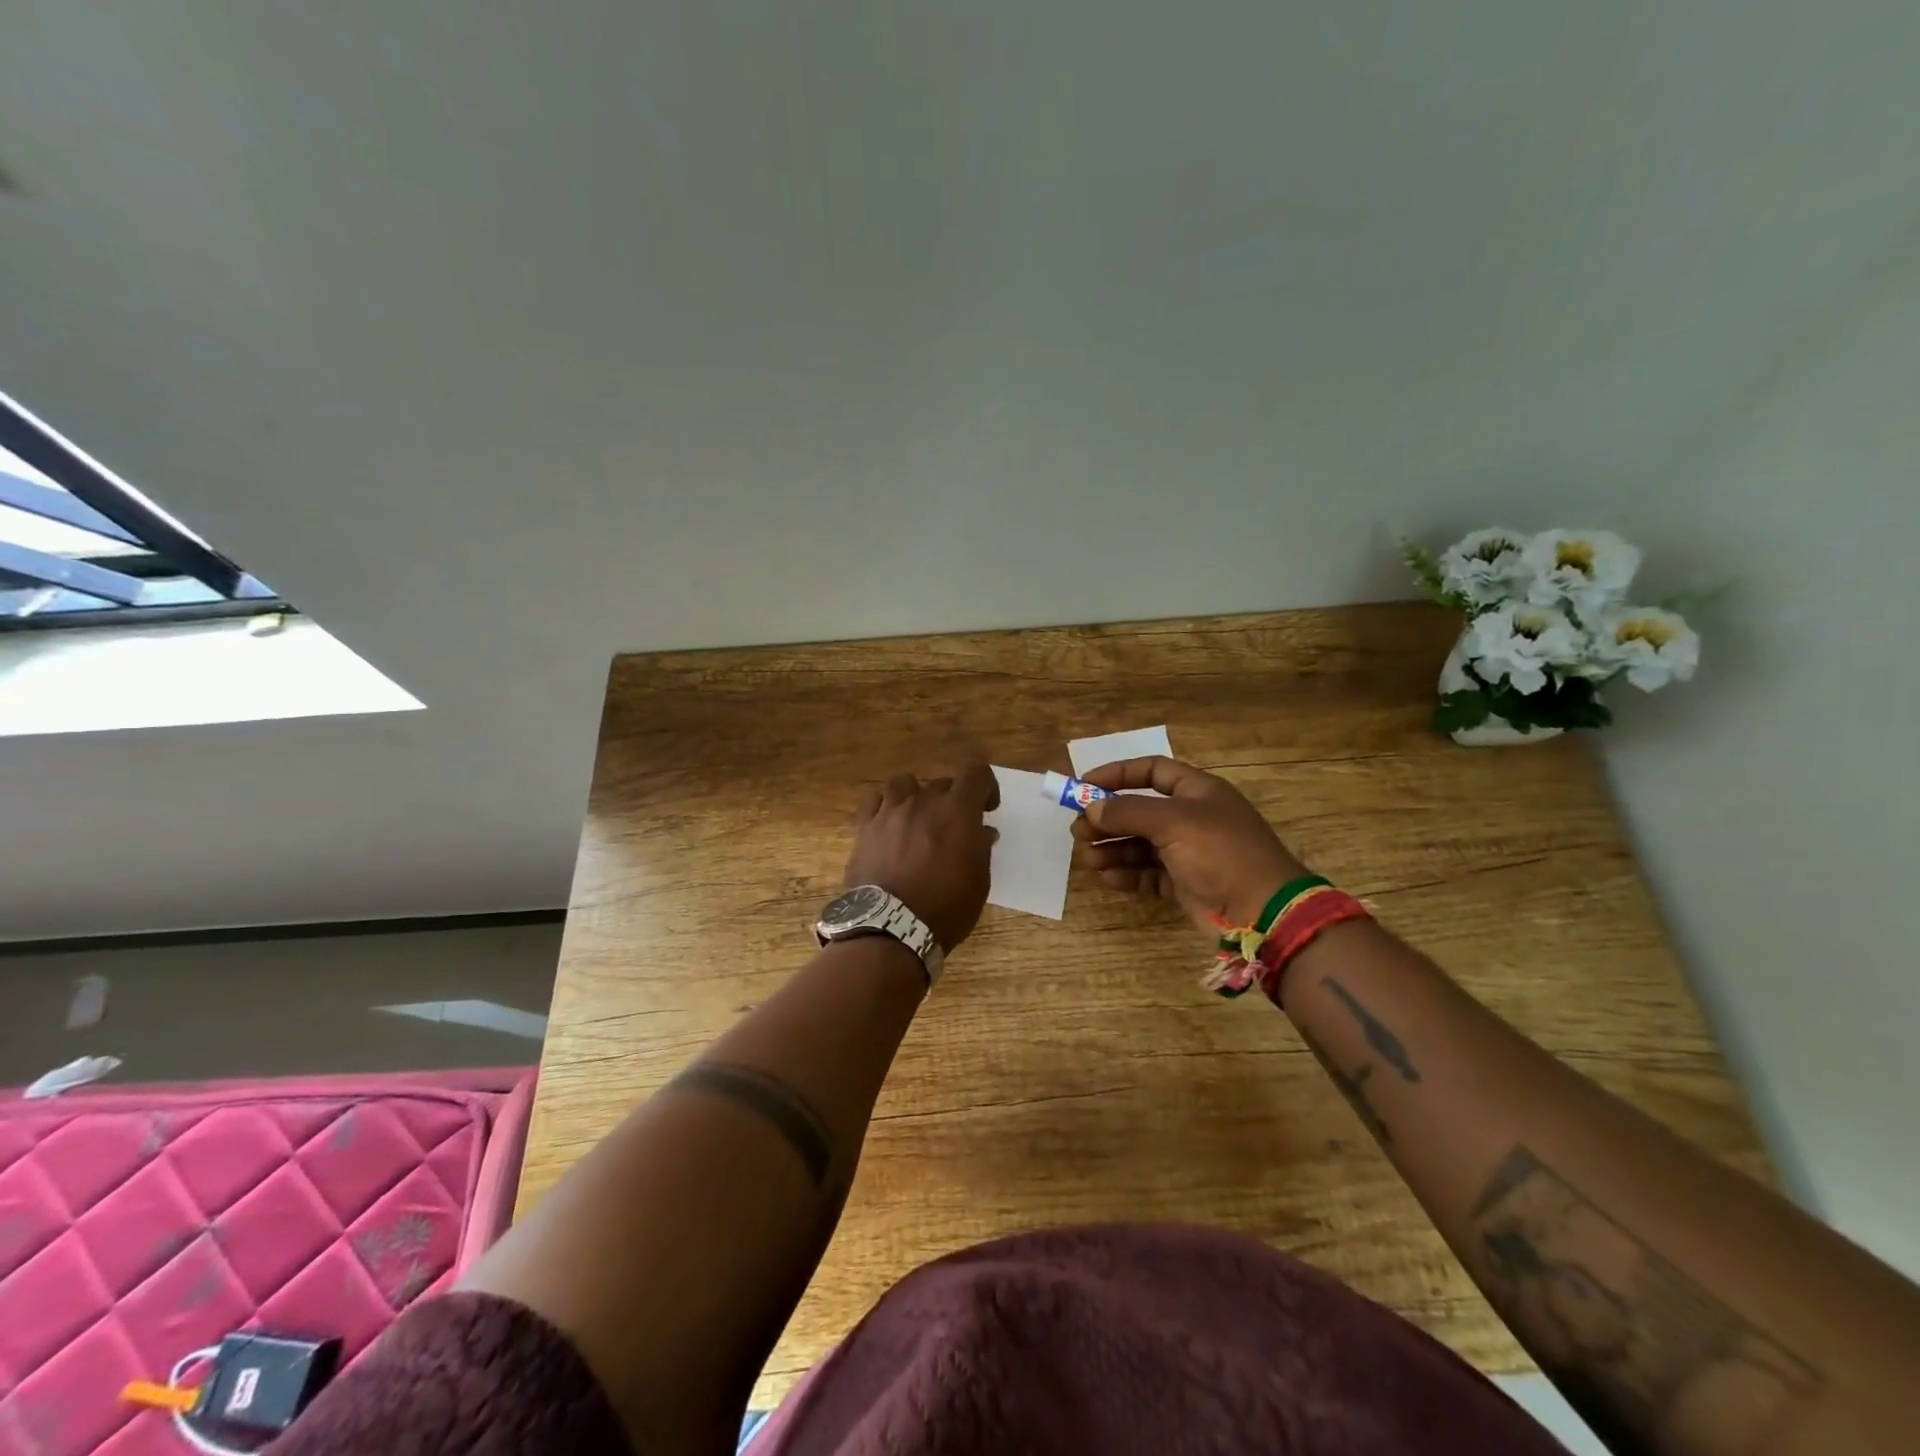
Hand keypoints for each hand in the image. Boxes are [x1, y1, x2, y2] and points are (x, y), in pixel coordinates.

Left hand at [844, 764, 1000, 950]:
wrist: (890, 928)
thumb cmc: (945, 908)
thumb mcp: (978, 882)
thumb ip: (980, 849)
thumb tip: (982, 831)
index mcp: (957, 811)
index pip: (977, 774)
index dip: (986, 786)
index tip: (987, 808)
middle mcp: (924, 802)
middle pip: (943, 783)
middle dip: (953, 800)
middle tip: (953, 828)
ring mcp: (890, 812)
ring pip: (905, 783)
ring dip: (917, 795)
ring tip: (918, 818)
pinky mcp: (864, 827)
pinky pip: (875, 800)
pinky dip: (886, 806)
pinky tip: (889, 823)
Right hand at [1071, 756, 1306, 934]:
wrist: (1263, 911)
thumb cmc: (1220, 852)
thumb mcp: (1173, 822)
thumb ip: (1128, 812)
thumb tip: (1091, 808)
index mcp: (1197, 791)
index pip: (1151, 771)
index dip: (1117, 775)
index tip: (1083, 787)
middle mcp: (1191, 818)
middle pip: (1139, 810)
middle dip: (1107, 819)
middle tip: (1078, 831)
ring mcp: (1188, 852)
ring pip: (1139, 844)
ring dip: (1112, 848)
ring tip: (1088, 858)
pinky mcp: (1184, 883)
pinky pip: (1147, 873)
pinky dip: (1127, 874)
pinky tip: (1108, 877)